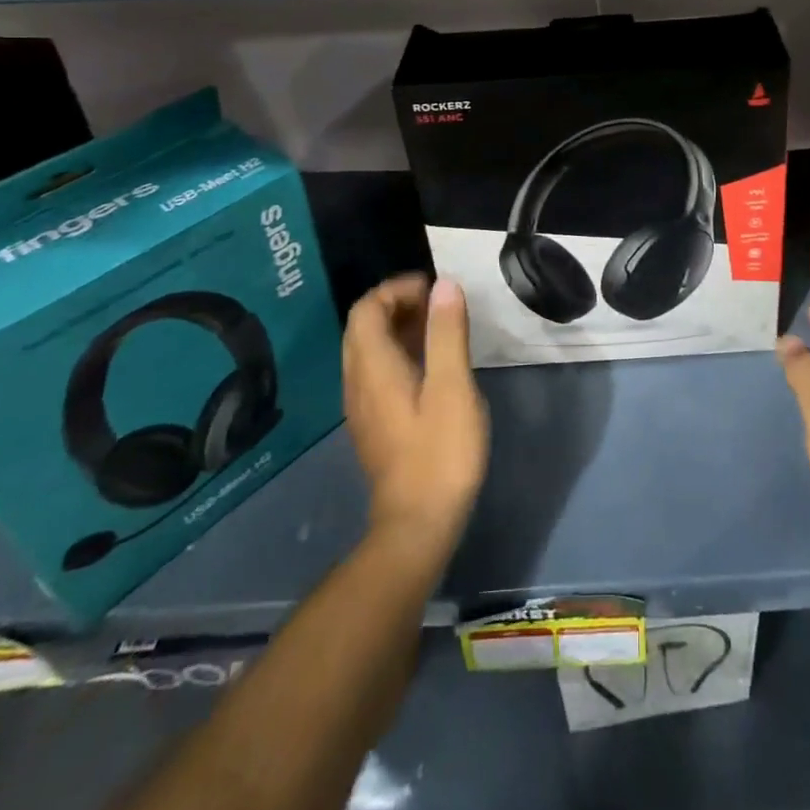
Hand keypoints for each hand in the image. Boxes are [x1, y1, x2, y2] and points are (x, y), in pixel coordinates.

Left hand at [343, 276, 488, 559]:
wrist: (417, 524)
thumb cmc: (440, 451)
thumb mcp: (452, 386)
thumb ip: (447, 333)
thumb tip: (445, 285)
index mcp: (373, 368)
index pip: (367, 309)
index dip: (397, 289)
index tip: (435, 289)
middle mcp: (357, 381)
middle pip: (362, 326)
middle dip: (397, 304)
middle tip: (438, 305)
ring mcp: (362, 405)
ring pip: (368, 349)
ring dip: (398, 328)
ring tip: (439, 328)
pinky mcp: (373, 423)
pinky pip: (376, 371)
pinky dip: (398, 353)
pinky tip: (431, 365)